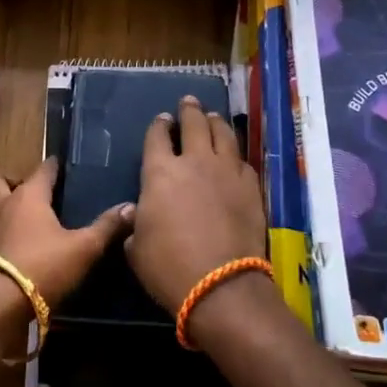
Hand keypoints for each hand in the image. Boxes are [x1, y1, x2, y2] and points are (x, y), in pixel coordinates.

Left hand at [0, 157, 132, 310]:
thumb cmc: (43, 267)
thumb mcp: (83, 248)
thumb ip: (106, 227)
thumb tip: (131, 207)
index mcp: (29, 196)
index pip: (41, 169)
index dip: (51, 166)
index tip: (58, 165)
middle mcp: (2, 205)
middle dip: (6, 179)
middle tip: (24, 192)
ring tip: (6, 216)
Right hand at [125, 96, 268, 315]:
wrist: (221, 284)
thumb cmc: (168, 267)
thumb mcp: (136, 247)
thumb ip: (137, 223)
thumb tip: (141, 217)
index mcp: (160, 172)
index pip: (157, 136)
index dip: (158, 125)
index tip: (162, 120)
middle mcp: (194, 161)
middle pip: (193, 123)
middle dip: (189, 109)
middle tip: (189, 102)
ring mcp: (226, 171)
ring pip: (223, 133)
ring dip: (215, 122)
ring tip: (213, 117)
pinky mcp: (250, 186)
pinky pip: (242, 160)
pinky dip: (234, 154)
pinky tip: (234, 156)